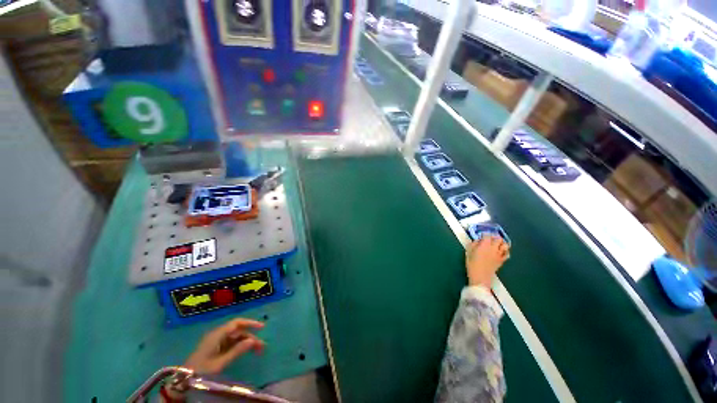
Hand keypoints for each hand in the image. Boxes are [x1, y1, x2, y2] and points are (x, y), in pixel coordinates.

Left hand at [184, 318, 265, 374]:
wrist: (182, 381)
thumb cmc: (201, 371)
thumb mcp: (220, 363)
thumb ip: (237, 351)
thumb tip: (253, 340)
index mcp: (217, 335)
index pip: (236, 323)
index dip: (250, 323)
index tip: (262, 327)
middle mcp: (217, 335)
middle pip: (238, 331)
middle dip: (250, 337)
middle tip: (261, 347)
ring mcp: (215, 342)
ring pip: (235, 338)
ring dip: (246, 343)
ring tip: (257, 351)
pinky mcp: (214, 349)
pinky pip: (230, 344)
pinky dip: (239, 347)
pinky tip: (245, 352)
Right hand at [465, 236, 509, 287]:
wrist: (480, 277)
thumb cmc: (472, 264)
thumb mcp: (468, 252)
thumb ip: (473, 244)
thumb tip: (477, 241)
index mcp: (484, 245)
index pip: (487, 235)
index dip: (484, 234)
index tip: (481, 235)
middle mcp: (493, 248)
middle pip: (498, 238)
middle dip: (495, 237)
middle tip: (490, 238)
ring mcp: (499, 254)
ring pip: (505, 245)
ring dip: (502, 243)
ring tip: (497, 243)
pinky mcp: (501, 261)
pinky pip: (507, 254)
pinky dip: (505, 251)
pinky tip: (501, 251)